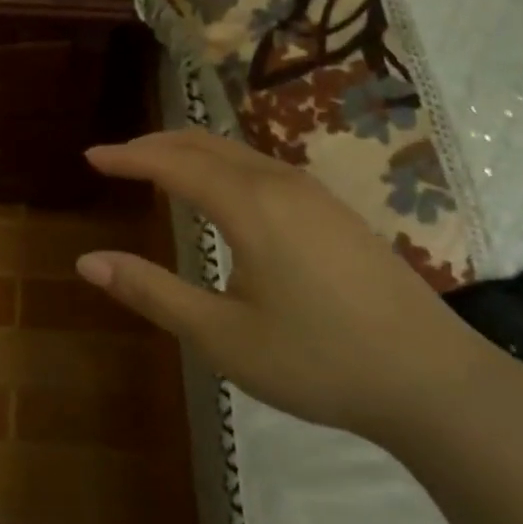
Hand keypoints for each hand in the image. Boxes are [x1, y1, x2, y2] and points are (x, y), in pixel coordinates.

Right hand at [76, 130, 513, 446]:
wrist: (435, 380)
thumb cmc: (318, 360)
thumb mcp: (222, 336)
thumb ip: (152, 293)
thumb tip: (87, 262)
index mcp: (250, 206)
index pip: (173, 163)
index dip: (128, 157)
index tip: (90, 156)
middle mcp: (281, 184)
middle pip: (206, 143)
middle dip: (156, 144)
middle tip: (117, 158)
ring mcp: (316, 195)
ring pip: (239, 152)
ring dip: (191, 152)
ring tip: (158, 167)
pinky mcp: (336, 212)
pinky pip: (263, 168)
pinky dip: (223, 165)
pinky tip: (222, 192)